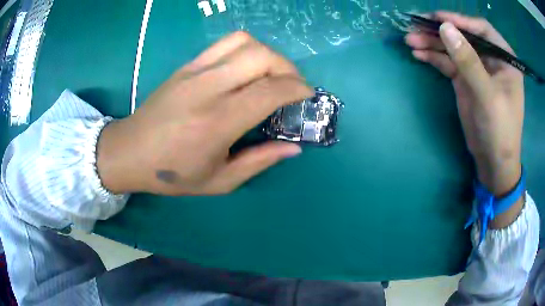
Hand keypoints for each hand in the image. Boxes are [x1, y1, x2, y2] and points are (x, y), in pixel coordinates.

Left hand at [96, 32, 312, 194]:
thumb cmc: (172, 174)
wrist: (129, 152)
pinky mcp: (186, 65)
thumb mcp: (219, 181)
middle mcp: (208, 88)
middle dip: (288, 67)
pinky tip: (247, 67)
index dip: (297, 89)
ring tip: (272, 73)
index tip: (307, 95)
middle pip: (261, 56)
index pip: (270, 90)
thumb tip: (294, 147)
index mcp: (218, 122)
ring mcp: (195, 71)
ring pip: (244, 42)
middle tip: (293, 85)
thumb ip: (259, 162)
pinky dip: (246, 49)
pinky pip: (224, 44)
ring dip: (268, 54)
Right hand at [405, 12, 524, 227]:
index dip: (460, 20)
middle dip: (440, 31)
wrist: (492, 162)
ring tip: (410, 40)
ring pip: (453, 48)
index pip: (481, 29)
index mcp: (504, 59)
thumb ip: (468, 61)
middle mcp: (490, 59)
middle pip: (463, 36)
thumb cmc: (500, 130)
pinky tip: (419, 54)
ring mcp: (476, 69)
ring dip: (432, 43)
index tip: (437, 18)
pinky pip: (448, 62)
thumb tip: (445, 28)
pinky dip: (433, 57)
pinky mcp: (464, 80)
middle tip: (415, 26)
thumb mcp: (487, 96)